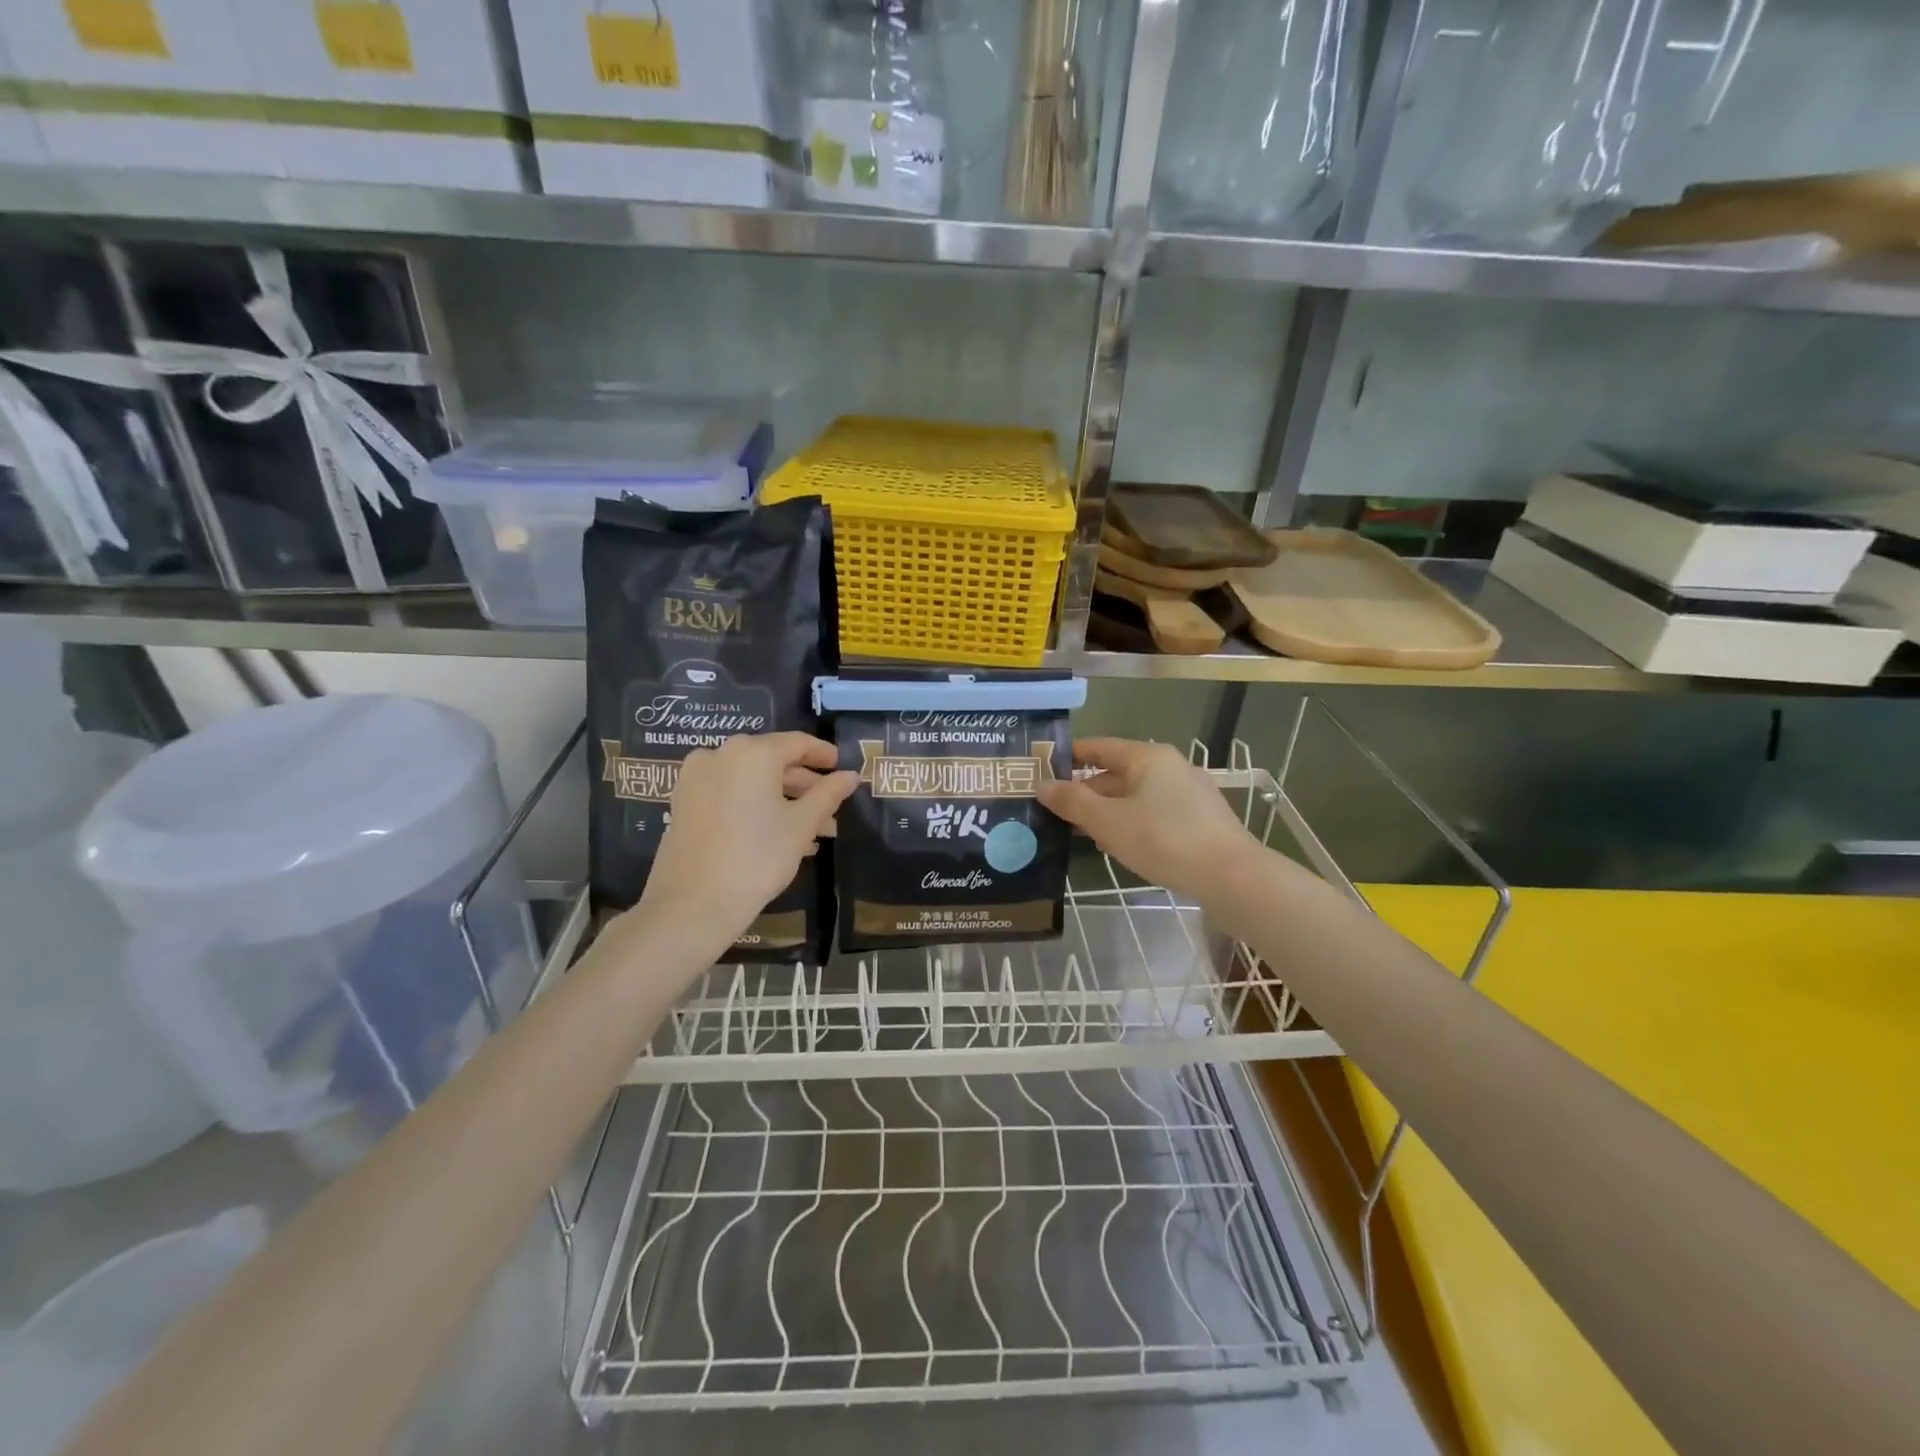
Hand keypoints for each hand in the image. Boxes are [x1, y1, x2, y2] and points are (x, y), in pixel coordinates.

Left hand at [634, 733, 858, 955]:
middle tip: (831, 810)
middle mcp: (720, 755)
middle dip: (805, 786)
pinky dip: (754, 807)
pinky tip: (777, 835)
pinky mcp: (683, 804)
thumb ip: (829, 794)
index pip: (797, 743)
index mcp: (752, 753)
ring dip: (782, 801)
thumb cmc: (757, 857)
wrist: (693, 904)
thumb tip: (851, 775)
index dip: (823, 755)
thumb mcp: (802, 825)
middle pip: (772, 762)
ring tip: (812, 831)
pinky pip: (729, 795)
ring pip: (750, 781)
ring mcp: (696, 779)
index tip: (842, 768)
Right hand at [1037, 738, 1256, 901]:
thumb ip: (1072, 801)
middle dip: (1086, 791)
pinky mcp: (1200, 819)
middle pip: (1117, 772)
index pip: (1099, 747)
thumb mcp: (1108, 822)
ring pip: (1136, 795)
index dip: (1069, 757)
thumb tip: (1042, 785)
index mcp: (1148, 757)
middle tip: (1055, 810)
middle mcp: (1170, 766)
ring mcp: (1189, 793)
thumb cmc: (1164, 840)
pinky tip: (1119, 844)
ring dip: (1107, 810)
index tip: (1042, 770)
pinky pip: (1154, 811)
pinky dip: (1131, 821)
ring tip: (1080, 831)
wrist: (1231, 877)